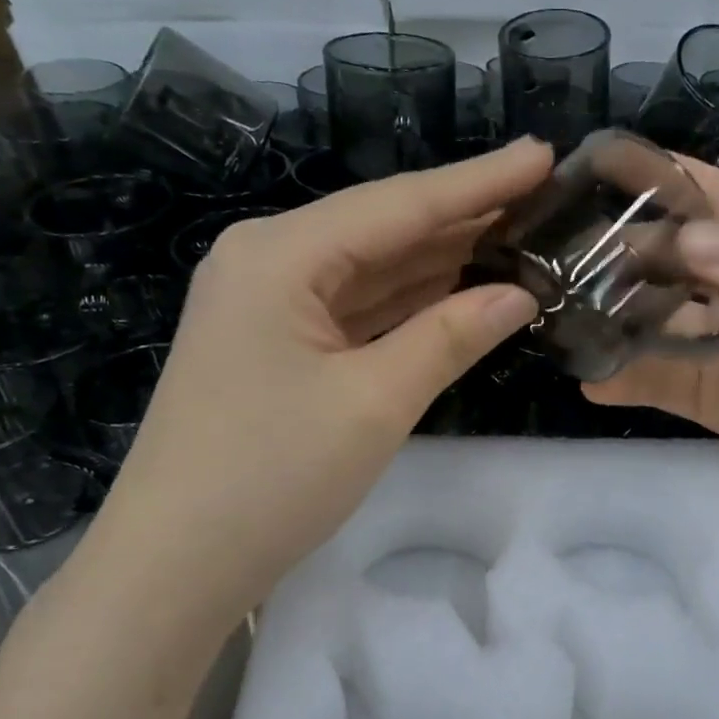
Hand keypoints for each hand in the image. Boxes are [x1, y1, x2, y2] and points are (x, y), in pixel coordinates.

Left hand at [74, 140, 548, 630]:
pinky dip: (409, 301)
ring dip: (441, 258)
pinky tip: (459, 289)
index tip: (542, 154)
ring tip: (517, 235)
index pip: (400, 204)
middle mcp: (269, 260)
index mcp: (281, 254)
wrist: (176, 564)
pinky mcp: (277, 344)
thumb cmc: (272, 476)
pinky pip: (356, 308)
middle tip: (541, 195)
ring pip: (372, 268)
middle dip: (464, 215)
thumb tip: (520, 293)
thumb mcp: (374, 402)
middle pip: (384, 227)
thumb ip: (450, 336)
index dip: (479, 182)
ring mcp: (269, 304)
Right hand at [587, 158, 718, 521]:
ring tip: (556, 314)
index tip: (576, 176)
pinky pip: (656, 382)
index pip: (698, 190)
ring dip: (608, 315)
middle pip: (660, 255)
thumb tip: (685, 245)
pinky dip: (621, 379)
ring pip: (649, 318)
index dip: (644, 178)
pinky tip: (589, 379)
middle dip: (610, 252)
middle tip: (548, 259)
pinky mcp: (712, 397)